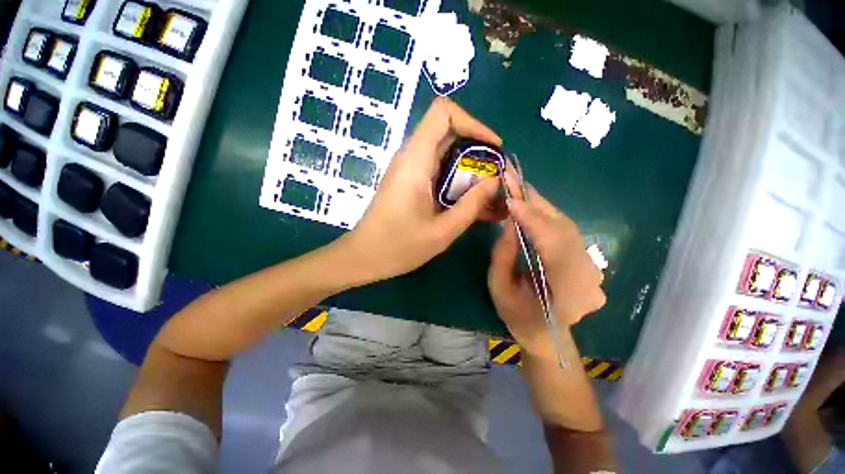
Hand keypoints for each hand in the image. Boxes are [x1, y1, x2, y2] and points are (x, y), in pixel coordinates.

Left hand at [339, 98, 501, 283]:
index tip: (492, 149)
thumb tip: (495, 180)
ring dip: (470, 169)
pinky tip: (472, 203)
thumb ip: (472, 205)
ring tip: (490, 193)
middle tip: (496, 177)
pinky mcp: (410, 182)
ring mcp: (410, 170)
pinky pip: (439, 170)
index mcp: (415, 161)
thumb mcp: (442, 231)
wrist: (364, 257)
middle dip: (478, 150)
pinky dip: (458, 181)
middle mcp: (411, 158)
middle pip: (449, 133)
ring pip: (447, 153)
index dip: (473, 123)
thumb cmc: (398, 247)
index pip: (443, 112)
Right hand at [488, 183, 604, 355]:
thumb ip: (504, 256)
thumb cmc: (518, 316)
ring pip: (566, 225)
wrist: (546, 334)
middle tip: (512, 179)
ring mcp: (592, 267)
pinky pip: (565, 230)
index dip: (533, 220)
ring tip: (517, 187)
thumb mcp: (500, 289)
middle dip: (535, 202)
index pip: (554, 247)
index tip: (511, 199)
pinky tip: (530, 205)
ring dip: (539, 205)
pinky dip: (545, 214)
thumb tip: (509, 221)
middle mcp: (588, 277)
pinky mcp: (587, 259)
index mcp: (566, 294)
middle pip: (563, 230)